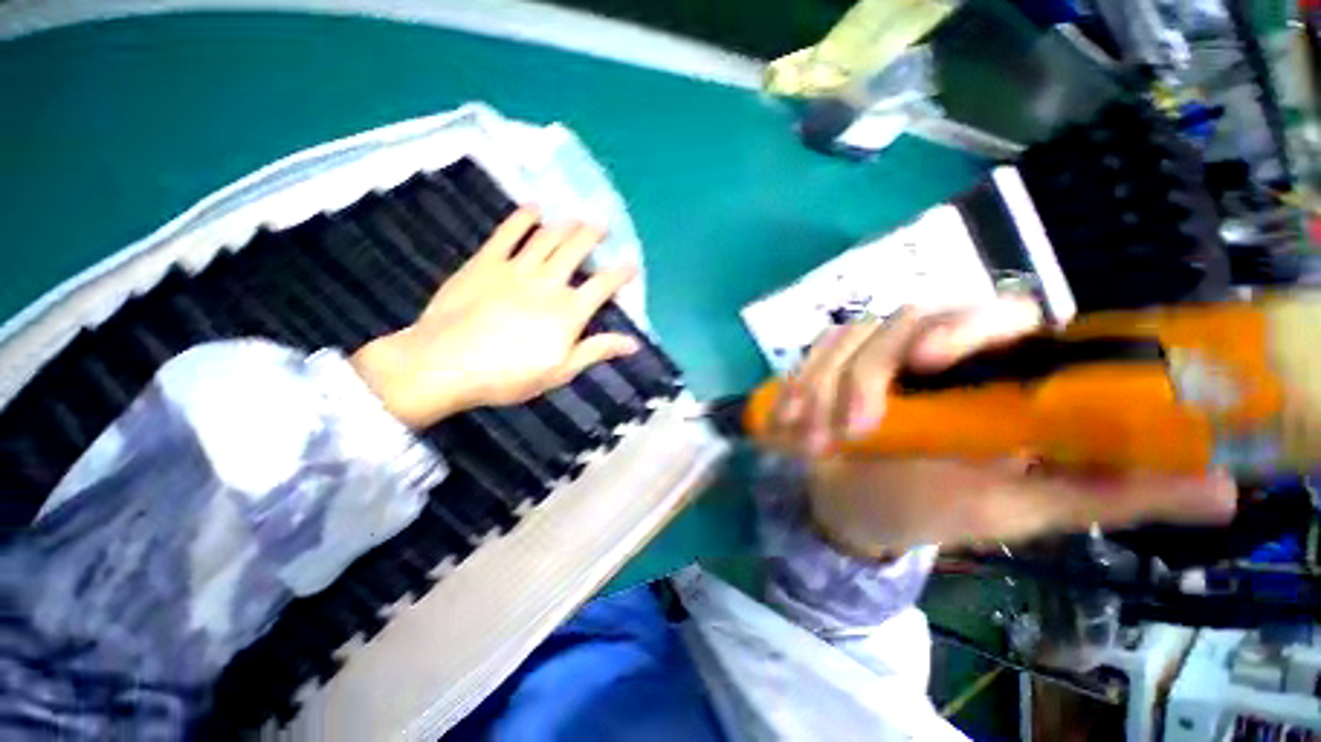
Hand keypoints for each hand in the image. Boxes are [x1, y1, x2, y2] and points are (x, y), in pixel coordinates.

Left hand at [350, 208, 638, 428]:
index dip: (621, 273)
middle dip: (593, 235)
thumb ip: (597, 351)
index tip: (631, 265)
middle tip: (602, 226)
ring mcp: (516, 268)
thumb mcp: (560, 371)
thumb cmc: (509, 375)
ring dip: (566, 224)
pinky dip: (523, 217)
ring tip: (576, 218)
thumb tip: (633, 343)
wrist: (446, 364)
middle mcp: (549, 282)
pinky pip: (508, 232)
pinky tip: (533, 208)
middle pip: (577, 250)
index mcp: (569, 310)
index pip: (603, 285)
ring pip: (548, 236)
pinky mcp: (486, 261)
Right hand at [767, 297, 1237, 555]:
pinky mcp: (833, 364)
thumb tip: (1222, 483)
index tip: (928, 366)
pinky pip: (812, 356)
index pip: (1000, 316)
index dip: (967, 327)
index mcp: (994, 376)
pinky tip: (787, 418)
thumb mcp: (1023, 508)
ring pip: (848, 339)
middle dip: (867, 375)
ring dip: (822, 390)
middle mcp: (936, 352)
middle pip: (905, 320)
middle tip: (852, 431)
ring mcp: (876, 354)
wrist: (859, 506)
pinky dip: (796, 386)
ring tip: (811, 441)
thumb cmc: (936, 508)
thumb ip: (1108, 492)